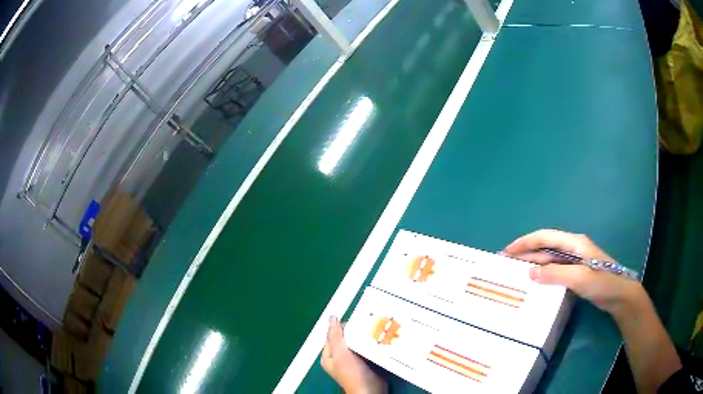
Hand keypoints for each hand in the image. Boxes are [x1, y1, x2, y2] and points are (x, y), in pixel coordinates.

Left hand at [321, 317, 386, 393]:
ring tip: (375, 327)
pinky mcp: (366, 363)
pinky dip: (371, 344)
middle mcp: (339, 358)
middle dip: (355, 331)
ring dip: (364, 337)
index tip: (356, 319)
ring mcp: (353, 361)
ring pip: (357, 343)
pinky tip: (379, 338)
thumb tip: (331, 317)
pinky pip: (366, 349)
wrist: (370, 390)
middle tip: (367, 322)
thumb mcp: (341, 353)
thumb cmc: (352, 372)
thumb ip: (335, 336)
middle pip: (346, 339)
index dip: (342, 327)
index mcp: (329, 356)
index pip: (333, 335)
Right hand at [503, 229, 644, 314]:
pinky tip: (535, 282)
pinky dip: (543, 274)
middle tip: (506, 264)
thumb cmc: (602, 282)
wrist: (619, 294)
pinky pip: (554, 271)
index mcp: (574, 243)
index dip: (525, 242)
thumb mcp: (579, 278)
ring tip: (515, 273)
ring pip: (549, 259)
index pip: (545, 237)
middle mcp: (572, 248)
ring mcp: (574, 261)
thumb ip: (555, 274)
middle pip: (545, 247)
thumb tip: (530, 272)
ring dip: (533, 264)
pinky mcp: (576, 273)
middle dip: (526, 253)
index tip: (507, 251)